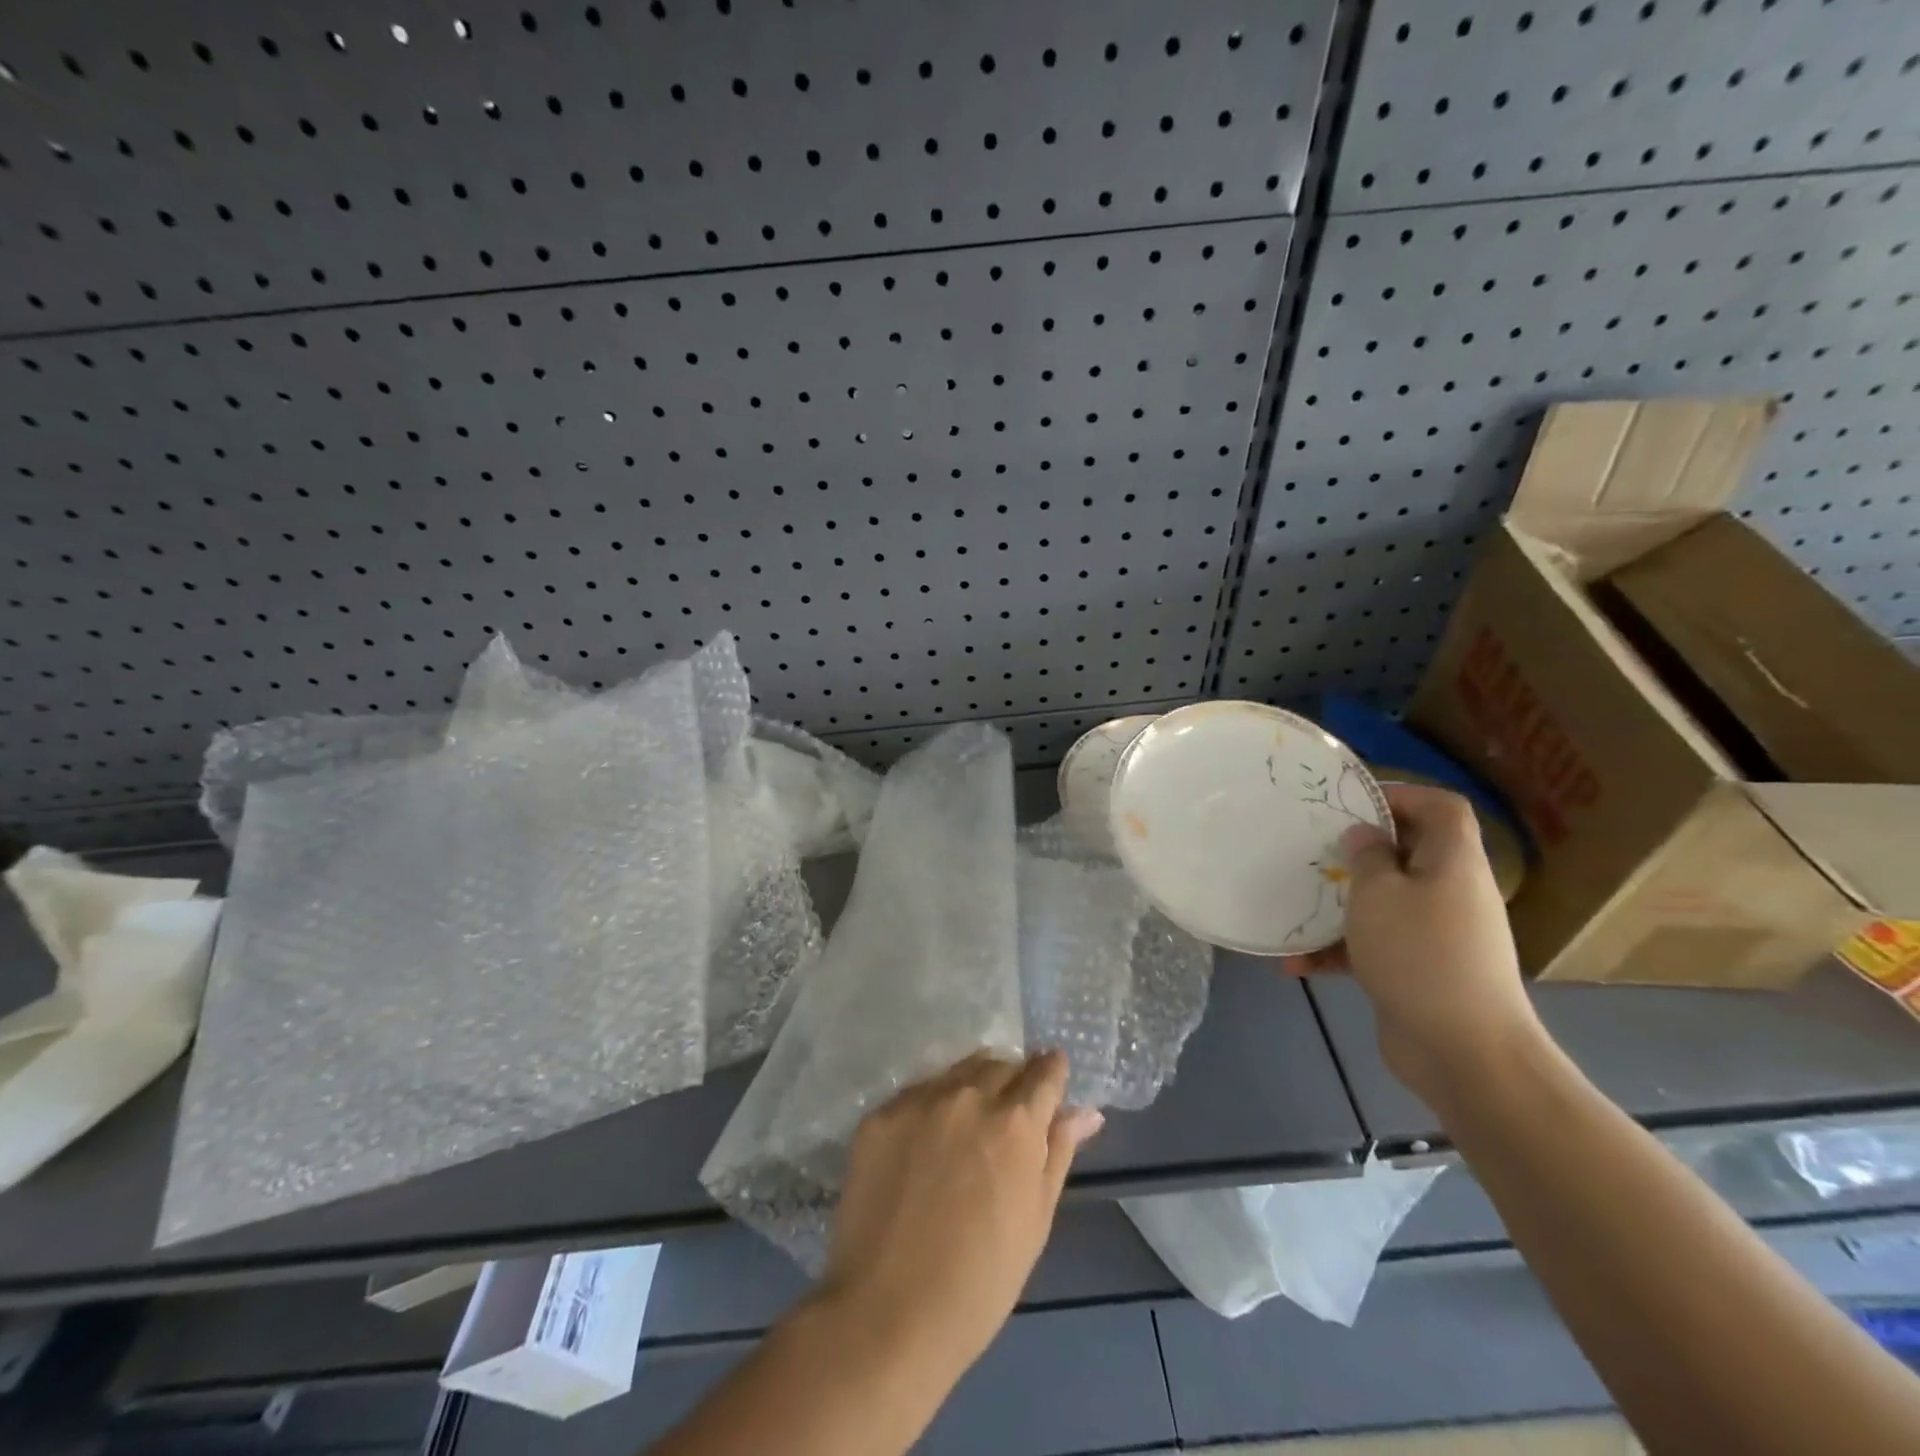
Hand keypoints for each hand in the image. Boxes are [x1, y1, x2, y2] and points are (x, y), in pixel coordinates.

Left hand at [817, 1051, 1104, 1373]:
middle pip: (1000, 1064)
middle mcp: (969, 1095)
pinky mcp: (880, 1114)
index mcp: (1016, 1121)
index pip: (1044, 1071)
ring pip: (957, 1071)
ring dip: (971, 1087)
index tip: (1051, 1083)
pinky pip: (917, 1093)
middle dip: (1012, 1082)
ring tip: (966, 1130)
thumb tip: (1086, 1111)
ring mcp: (920, 1100)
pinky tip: (924, 1146)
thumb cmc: (981, 1280)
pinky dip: (930, 1108)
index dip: (1052, 1074)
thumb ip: (1058, 1152)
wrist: (888, 1312)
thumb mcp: (1036, 1219)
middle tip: (1006, 1122)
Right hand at [1288, 783, 1542, 1105]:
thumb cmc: (1420, 954)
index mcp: (1453, 862)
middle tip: (1314, 851)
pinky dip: (1340, 951)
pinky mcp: (1420, 971)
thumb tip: (1365, 836)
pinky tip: (1296, 965)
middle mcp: (1452, 892)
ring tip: (1296, 907)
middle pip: (1409, 853)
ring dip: (1341, 905)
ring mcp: (1438, 935)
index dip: (1402, 795)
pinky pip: (1377, 946)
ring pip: (1386, 902)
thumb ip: (1367, 856)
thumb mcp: (1378, 893)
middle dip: (1359, 851)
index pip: (1441, 808)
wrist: (1465, 1052)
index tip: (1351, 804)